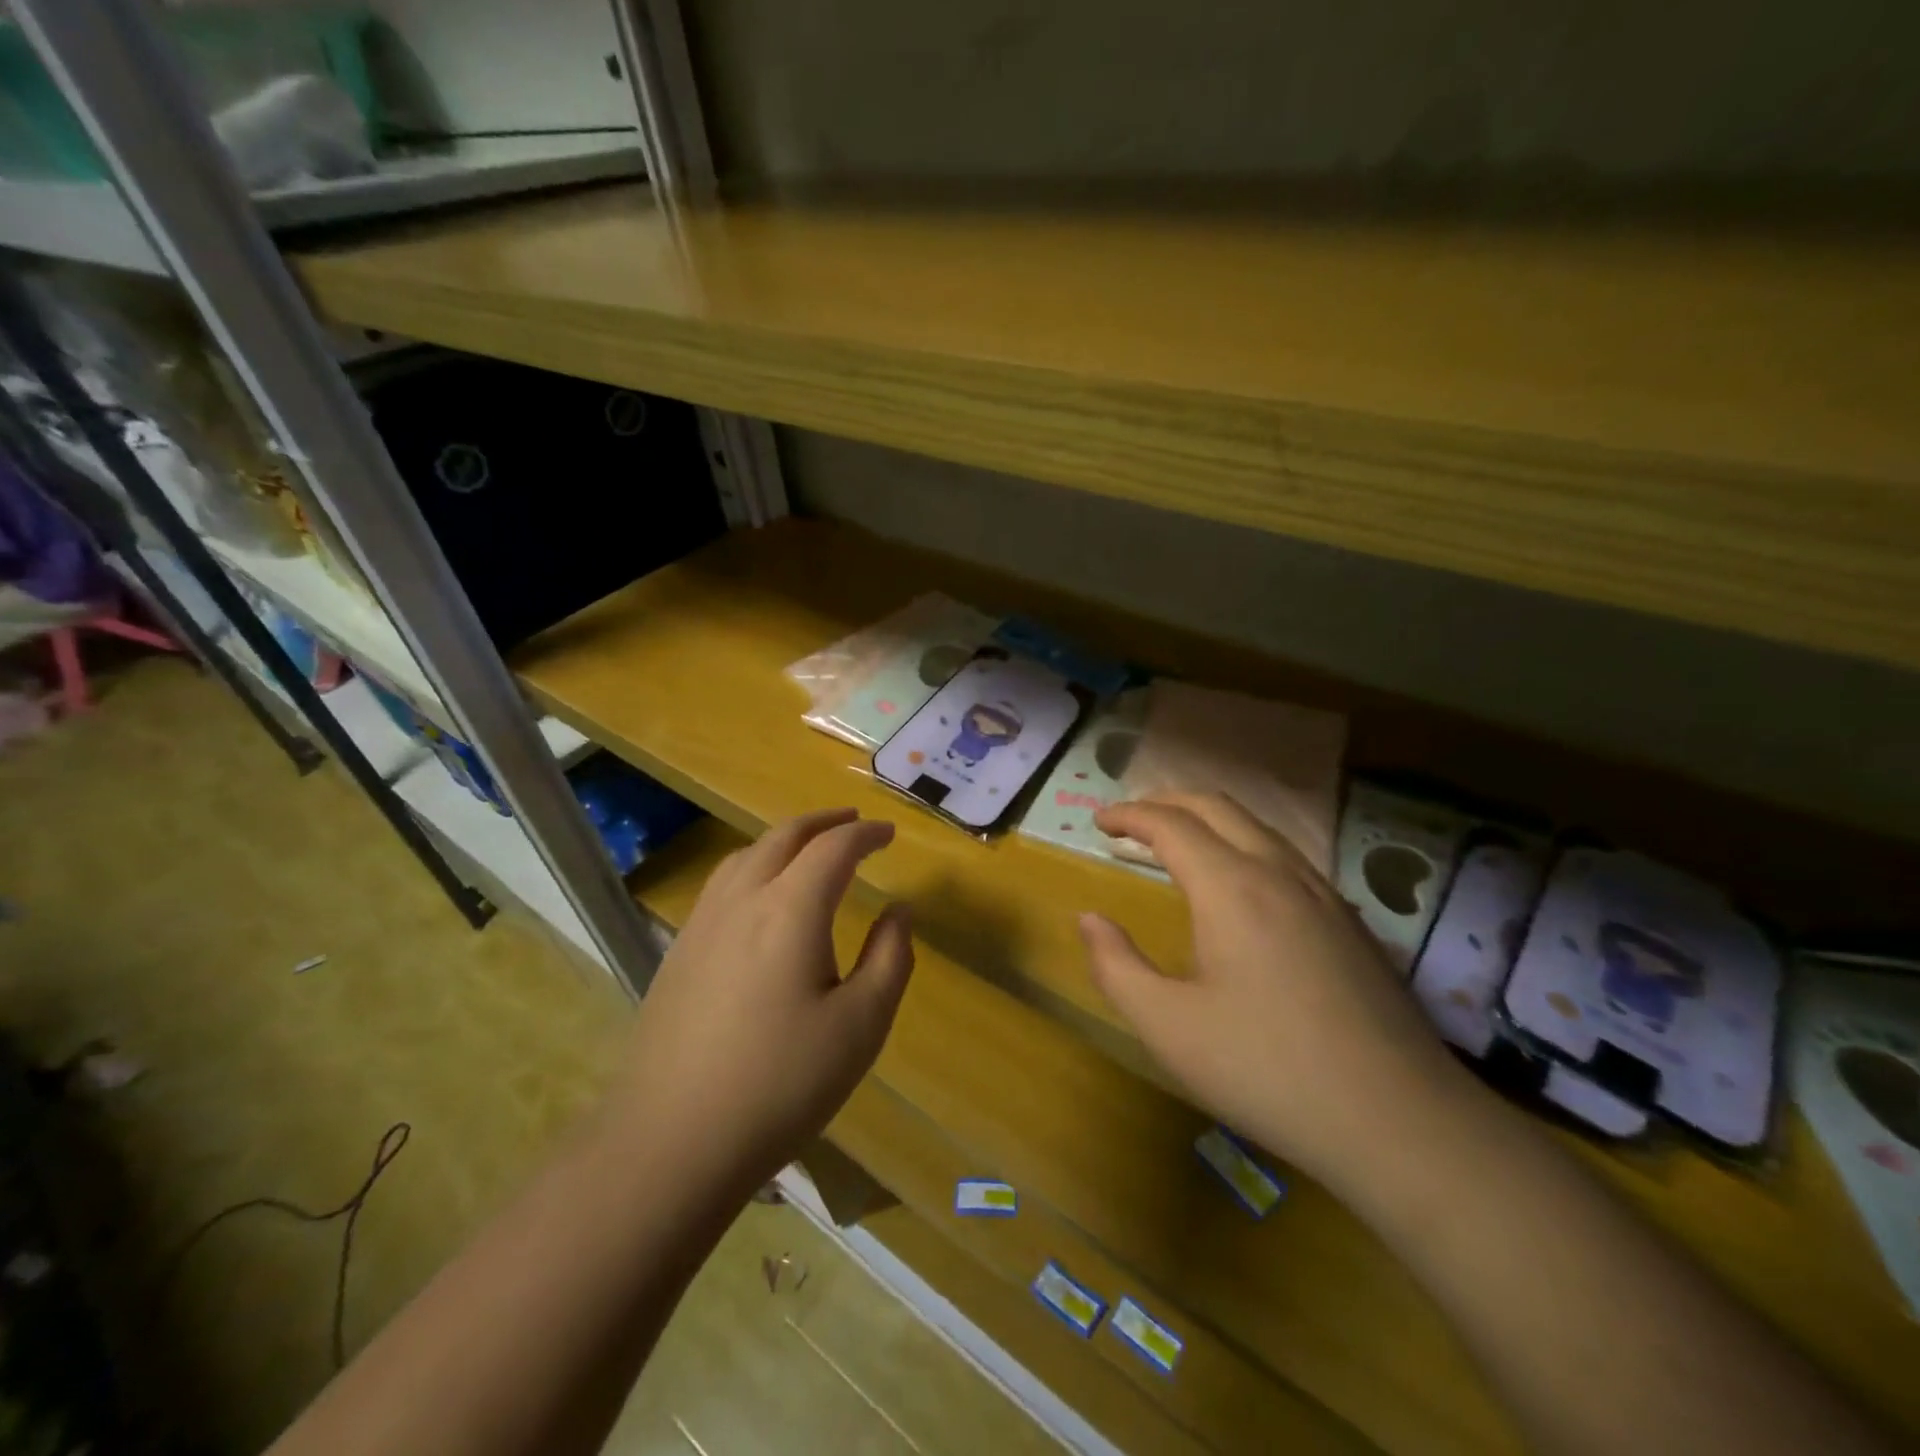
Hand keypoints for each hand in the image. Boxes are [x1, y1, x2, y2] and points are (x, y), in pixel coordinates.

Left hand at [609, 809, 913, 1195]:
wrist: (672, 1141)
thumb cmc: (781, 1083)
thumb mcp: (861, 1025)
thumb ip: (890, 958)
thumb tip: (898, 911)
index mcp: (790, 910)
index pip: (834, 848)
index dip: (866, 834)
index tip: (889, 834)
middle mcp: (742, 900)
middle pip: (784, 836)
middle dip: (824, 822)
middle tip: (853, 822)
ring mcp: (702, 924)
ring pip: (746, 855)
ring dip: (785, 839)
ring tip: (809, 848)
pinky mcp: (678, 951)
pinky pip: (722, 884)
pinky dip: (754, 865)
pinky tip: (760, 896)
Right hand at [1079, 793, 1475, 1191]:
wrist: (1401, 1121)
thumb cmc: (1268, 1070)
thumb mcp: (1168, 1027)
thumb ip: (1116, 966)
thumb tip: (1089, 919)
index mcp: (1231, 887)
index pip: (1170, 824)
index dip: (1129, 815)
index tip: (1098, 820)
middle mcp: (1279, 872)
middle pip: (1216, 807)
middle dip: (1167, 802)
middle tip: (1130, 820)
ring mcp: (1323, 893)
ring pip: (1257, 827)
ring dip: (1208, 820)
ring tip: (1177, 843)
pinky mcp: (1350, 921)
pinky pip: (1286, 855)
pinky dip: (1244, 844)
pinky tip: (1241, 885)